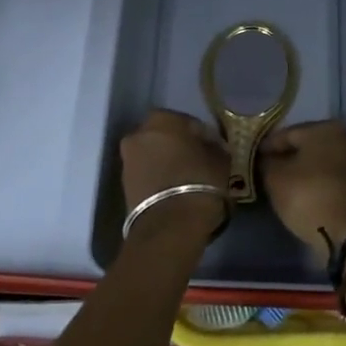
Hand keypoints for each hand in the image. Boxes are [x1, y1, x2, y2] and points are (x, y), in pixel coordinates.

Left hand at [120, 109, 229, 237]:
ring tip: (189, 180)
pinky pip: (148, 175)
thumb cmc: (200, 182)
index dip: (206, 137)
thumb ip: (215, 147)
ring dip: (169, 163)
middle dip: (182, 147)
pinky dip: (160, 178)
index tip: (217, 150)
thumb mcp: (221, 160)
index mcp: (162, 119)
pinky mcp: (124, 186)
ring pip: (155, 156)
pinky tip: (176, 191)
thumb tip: (212, 147)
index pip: (190, 123)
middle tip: (201, 162)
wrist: (169, 226)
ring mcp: (128, 160)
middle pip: (166, 137)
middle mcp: (139, 134)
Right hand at [259, 120, 345, 266]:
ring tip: (283, 183)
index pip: (287, 133)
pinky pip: (332, 177)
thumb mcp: (275, 178)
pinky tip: (304, 193)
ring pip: (321, 162)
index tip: (254, 157)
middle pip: (308, 146)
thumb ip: (267, 163)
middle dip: (288, 156)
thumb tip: (267, 159)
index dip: (268, 146)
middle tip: (267, 169)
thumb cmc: (308, 196)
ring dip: (303, 170)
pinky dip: (318, 182)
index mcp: (326, 128)